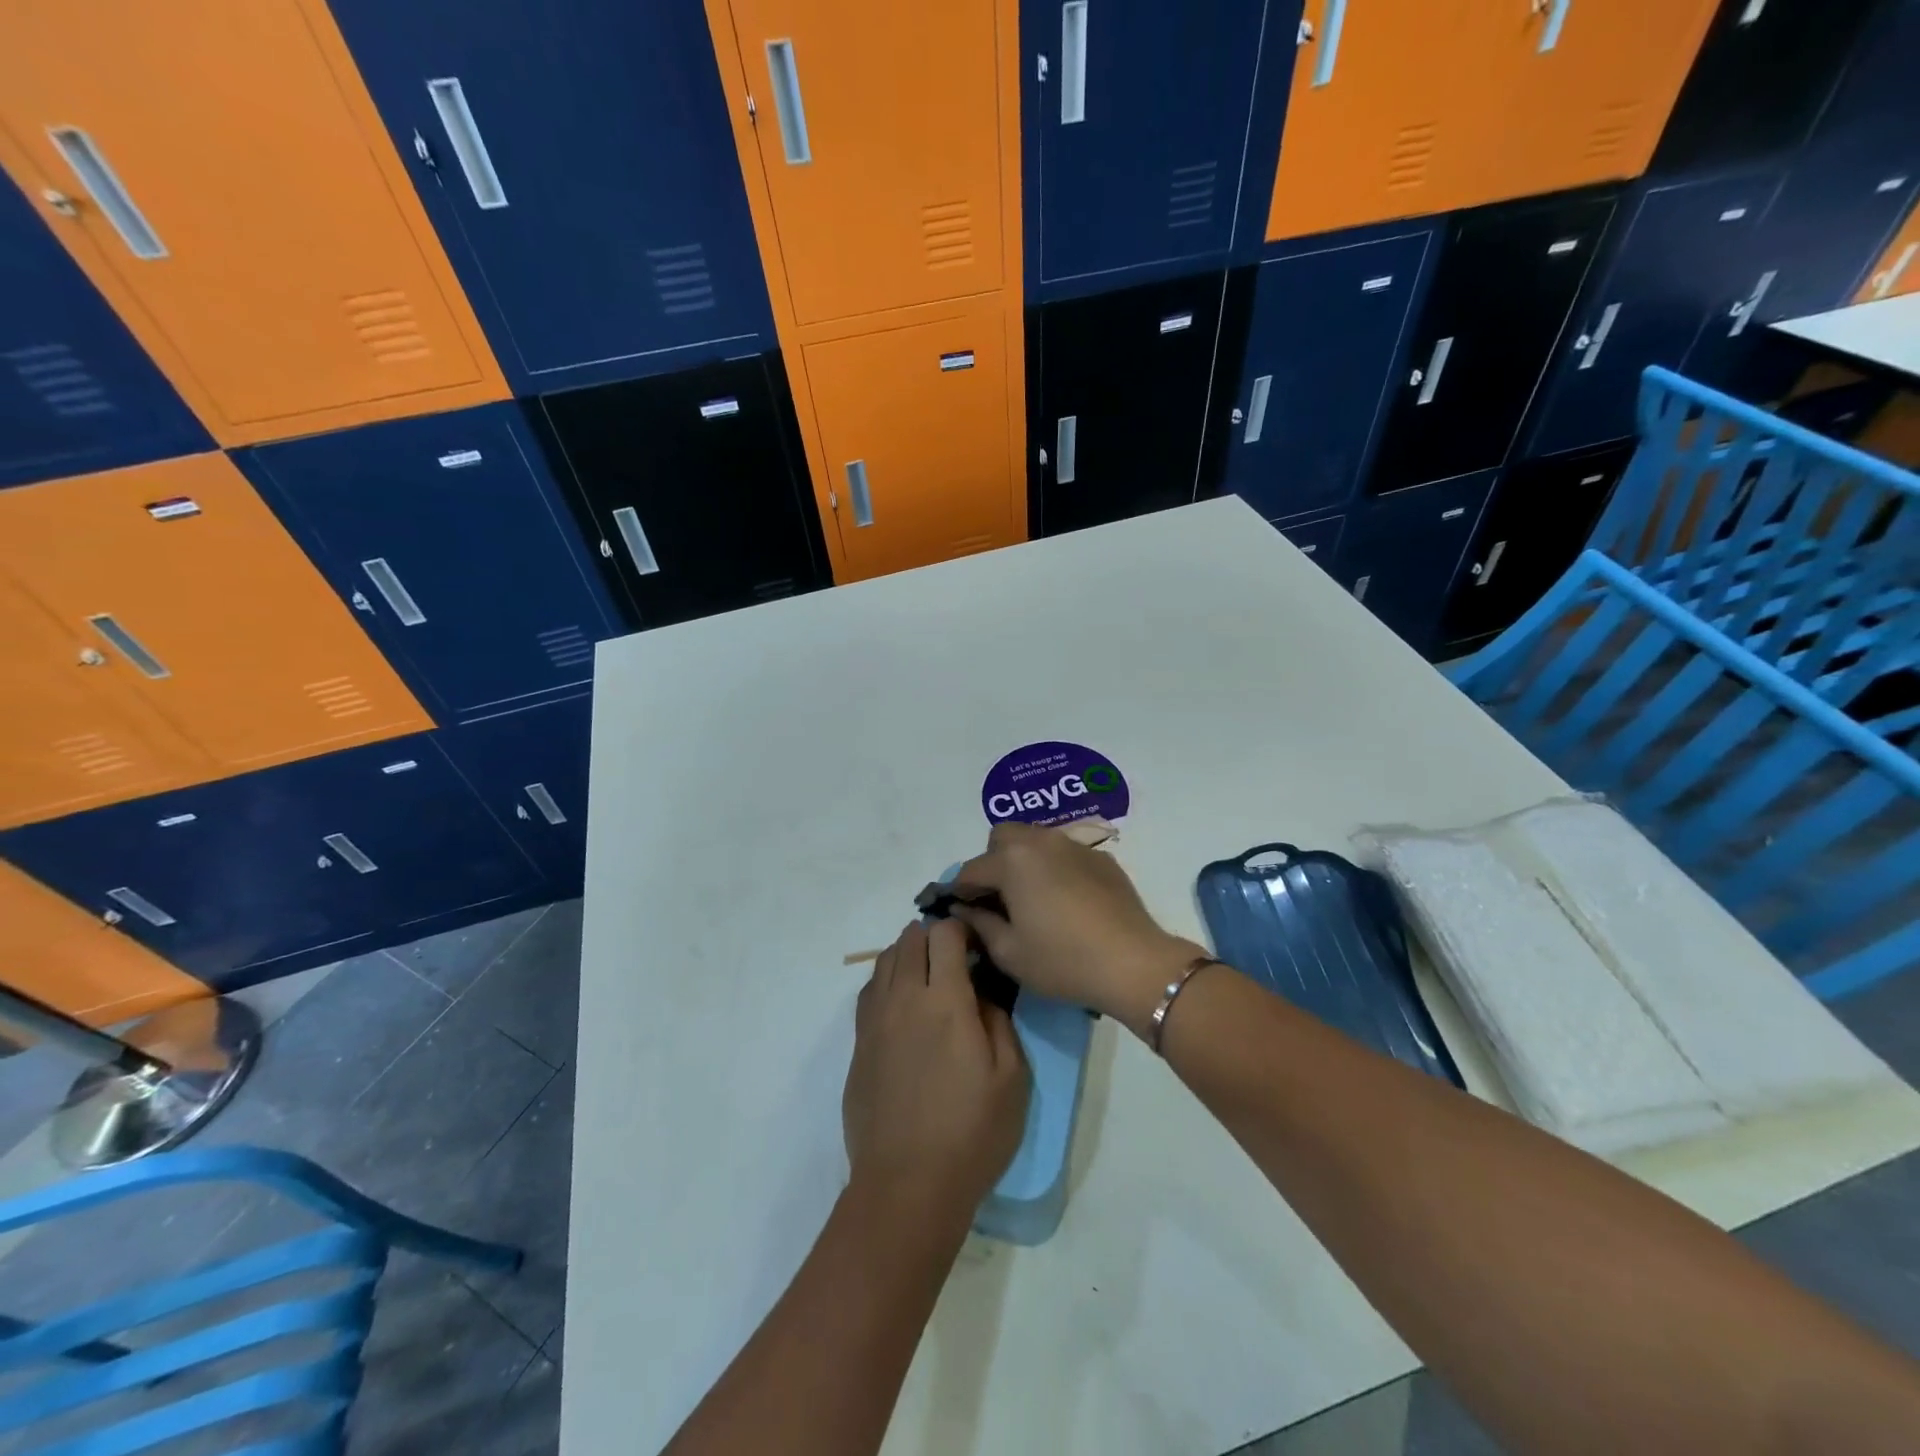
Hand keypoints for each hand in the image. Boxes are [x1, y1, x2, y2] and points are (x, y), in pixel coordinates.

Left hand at [843, 920, 1029, 1214]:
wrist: (907, 1185)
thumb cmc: (971, 1133)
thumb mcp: (1011, 1077)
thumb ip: (998, 1021)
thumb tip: (981, 993)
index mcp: (944, 1001)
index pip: (944, 934)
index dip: (962, 929)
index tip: (977, 946)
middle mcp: (903, 999)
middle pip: (909, 939)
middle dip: (933, 936)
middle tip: (955, 959)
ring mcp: (875, 1021)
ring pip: (884, 960)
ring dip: (907, 954)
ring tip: (928, 976)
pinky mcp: (858, 1045)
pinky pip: (869, 992)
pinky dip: (887, 981)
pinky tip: (903, 1005)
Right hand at [948, 823, 1206, 1036]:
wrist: (1132, 963)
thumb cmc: (1062, 960)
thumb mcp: (1009, 952)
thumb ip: (979, 924)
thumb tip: (963, 910)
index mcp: (1012, 860)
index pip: (971, 869)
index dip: (960, 892)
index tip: (961, 913)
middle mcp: (1041, 841)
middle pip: (1002, 838)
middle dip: (992, 863)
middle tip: (999, 899)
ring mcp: (1074, 845)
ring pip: (1035, 840)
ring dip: (1023, 861)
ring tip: (1032, 898)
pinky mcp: (1101, 857)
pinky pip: (1064, 853)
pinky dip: (1054, 868)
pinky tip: (1066, 901)